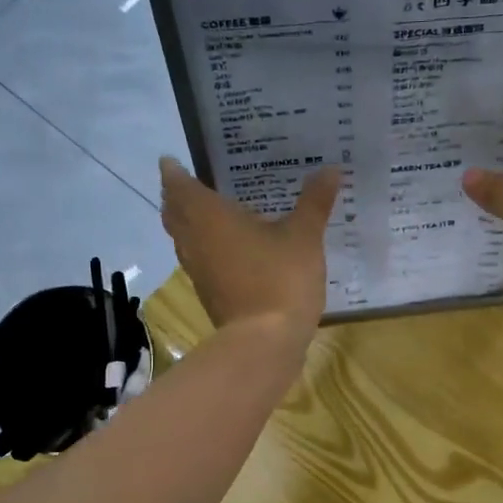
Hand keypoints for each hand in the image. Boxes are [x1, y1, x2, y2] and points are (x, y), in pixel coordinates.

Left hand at [159, 158, 340, 341]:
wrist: (265, 342)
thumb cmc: (280, 278)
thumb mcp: (304, 236)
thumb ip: (314, 202)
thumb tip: (330, 169)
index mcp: (209, 216)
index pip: (178, 186)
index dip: (173, 172)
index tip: (171, 160)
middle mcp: (195, 240)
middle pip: (173, 213)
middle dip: (176, 196)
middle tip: (189, 182)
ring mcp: (198, 270)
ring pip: (183, 239)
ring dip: (188, 223)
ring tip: (207, 210)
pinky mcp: (208, 293)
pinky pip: (198, 260)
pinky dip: (204, 246)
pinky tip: (228, 248)